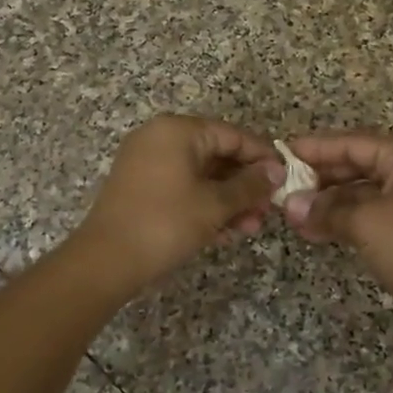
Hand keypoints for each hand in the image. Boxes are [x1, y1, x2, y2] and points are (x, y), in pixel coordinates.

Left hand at [74, 115, 280, 290]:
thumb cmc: (166, 223)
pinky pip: (181, 187)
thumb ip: (250, 185)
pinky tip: (225, 232)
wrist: (106, 261)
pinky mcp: (139, 187)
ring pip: (200, 175)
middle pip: (216, 154)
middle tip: (268, 210)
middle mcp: (160, 138)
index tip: (285, 179)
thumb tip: (276, 171)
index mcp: (178, 130)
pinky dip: (204, 205)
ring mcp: (146, 162)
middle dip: (245, 184)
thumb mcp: (215, 204)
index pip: (233, 135)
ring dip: (228, 200)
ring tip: (250, 228)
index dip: (263, 157)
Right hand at [282, 132, 392, 340]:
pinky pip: (372, 212)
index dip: (316, 147)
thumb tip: (290, 205)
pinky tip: (317, 229)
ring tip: (294, 214)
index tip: (282, 153)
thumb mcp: (365, 224)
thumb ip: (325, 210)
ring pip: (363, 191)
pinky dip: (345, 219)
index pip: (354, 142)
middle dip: (321, 178)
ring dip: (330, 202)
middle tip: (284, 186)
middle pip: (358, 164)